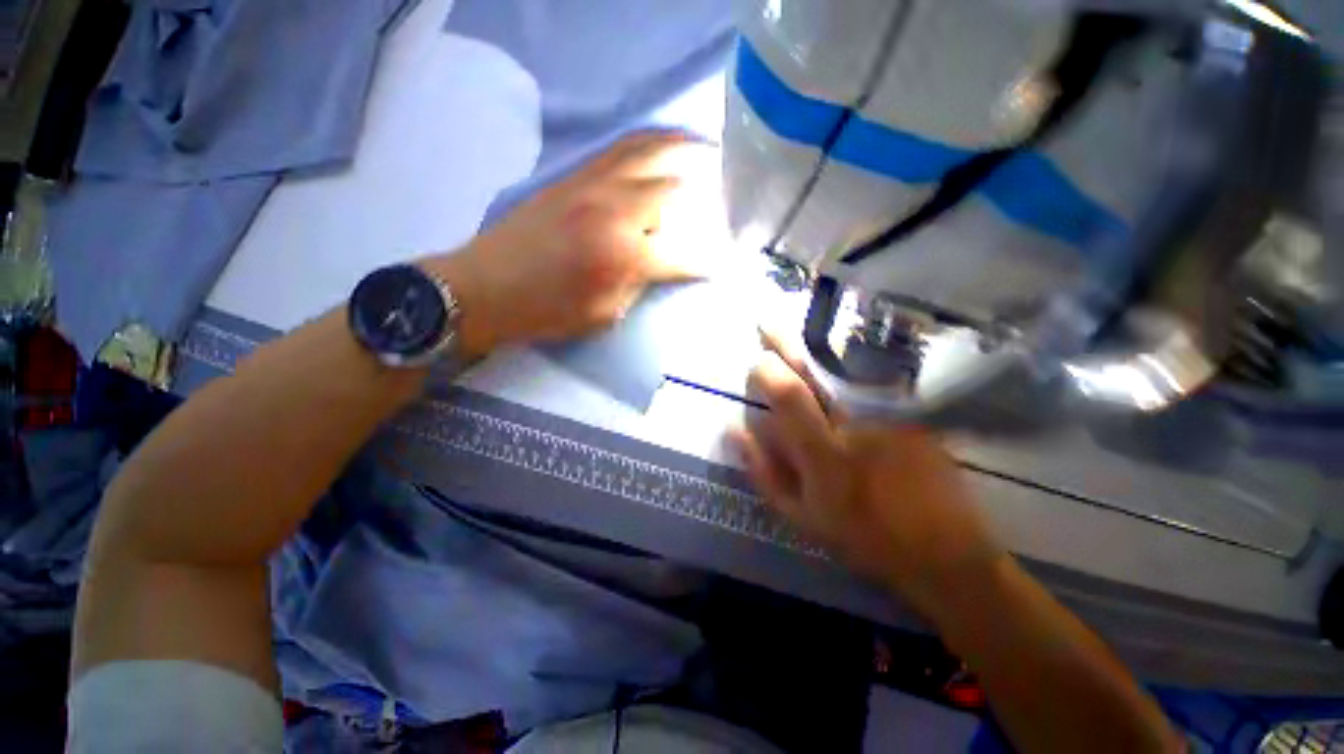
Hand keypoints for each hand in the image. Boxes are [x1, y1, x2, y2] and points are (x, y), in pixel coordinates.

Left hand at [425, 131, 710, 355]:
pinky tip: (661, 142)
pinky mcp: (573, 176)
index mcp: (624, 255)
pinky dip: (648, 142)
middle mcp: (614, 211)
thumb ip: (638, 285)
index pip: (681, 255)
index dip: (705, 262)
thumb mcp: (603, 313)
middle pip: (672, 192)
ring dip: (681, 148)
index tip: (721, 263)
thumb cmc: (546, 311)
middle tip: (722, 198)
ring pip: (647, 153)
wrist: (485, 287)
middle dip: (703, 197)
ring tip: (705, 146)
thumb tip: (660, 264)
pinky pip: (619, 148)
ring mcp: (592, 185)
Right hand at [730, 334, 1006, 618]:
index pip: (788, 395)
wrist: (945, 554)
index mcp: (824, 453)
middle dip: (787, 344)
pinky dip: (855, 368)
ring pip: (848, 371)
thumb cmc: (863, 538)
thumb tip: (735, 430)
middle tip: (768, 322)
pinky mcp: (916, 416)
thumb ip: (764, 473)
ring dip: (820, 349)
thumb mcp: (801, 517)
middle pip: (817, 372)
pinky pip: (877, 384)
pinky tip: (845, 361)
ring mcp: (892, 416)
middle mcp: (857, 425)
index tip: (756, 363)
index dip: (767, 371)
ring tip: (801, 333)